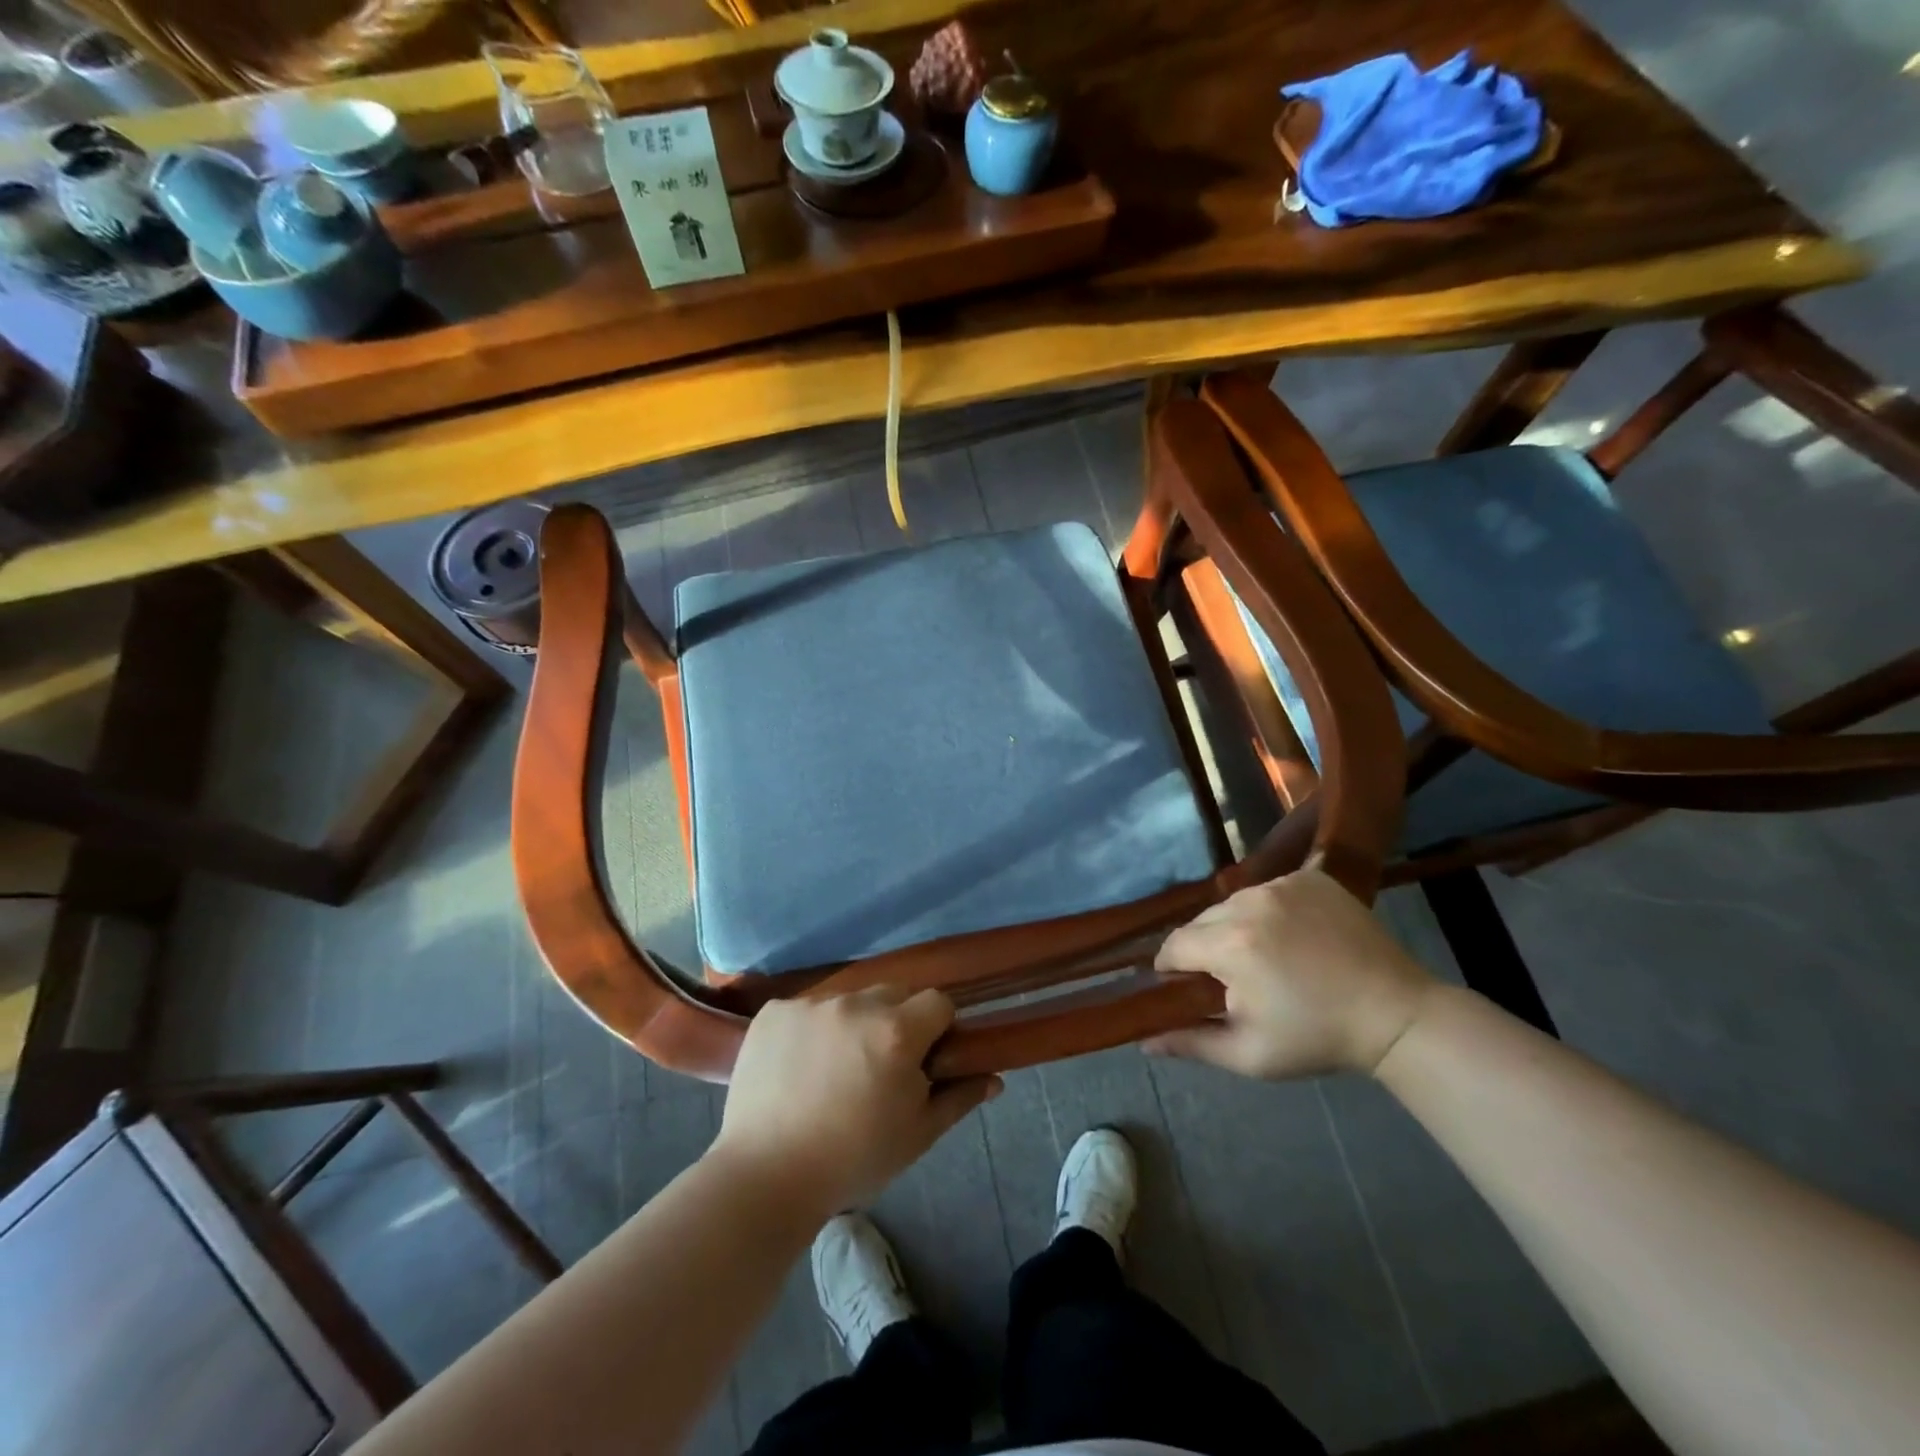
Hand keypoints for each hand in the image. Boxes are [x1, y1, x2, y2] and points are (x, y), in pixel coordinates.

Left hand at [712, 988, 1001, 1216]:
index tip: (924, 1060)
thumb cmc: (853, 1160)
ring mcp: (810, 1004)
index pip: (937, 1002)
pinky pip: (807, 1009)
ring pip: (849, 1000)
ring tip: (834, 1070)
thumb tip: (994, 1077)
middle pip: (893, 994)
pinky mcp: (774, 1012)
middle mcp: (855, 1004)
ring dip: (853, 1023)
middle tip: (879, 1067)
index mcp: (897, 1031)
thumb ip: (958, 1097)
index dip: (938, 1029)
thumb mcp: (917, 1135)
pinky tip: (798, 1067)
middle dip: (896, 1021)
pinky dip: (810, 1030)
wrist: (764, 1177)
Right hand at [1146, 867, 1433, 1078]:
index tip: (1187, 988)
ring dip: (1234, 925)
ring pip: (1233, 902)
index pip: (1174, 945)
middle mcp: (1250, 902)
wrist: (1396, 1014)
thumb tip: (1143, 1041)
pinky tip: (1290, 935)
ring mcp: (1282, 885)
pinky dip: (1268, 909)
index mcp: (1231, 945)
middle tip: (1231, 979)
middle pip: (1201, 921)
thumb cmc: (1317, 1038)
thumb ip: (1191, 1043)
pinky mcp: (1310, 877)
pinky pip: (1268, 889)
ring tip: (1263, 956)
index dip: (1172, 969)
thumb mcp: (1249, 1054)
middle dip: (1204, 948)